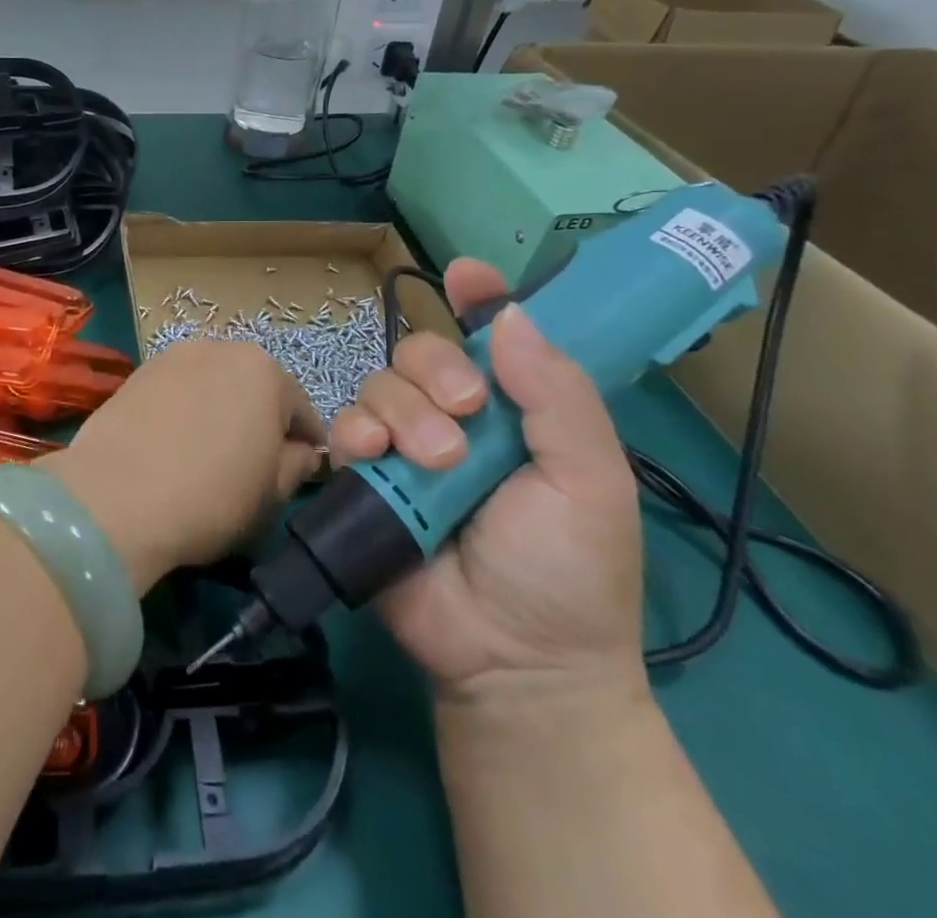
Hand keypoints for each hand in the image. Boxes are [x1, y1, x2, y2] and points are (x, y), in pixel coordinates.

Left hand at [44, 341, 325, 593]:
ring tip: (205, 455)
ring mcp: (172, 356)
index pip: (301, 410)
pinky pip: (175, 393)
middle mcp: (219, 347)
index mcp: (264, 370)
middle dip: (258, 421)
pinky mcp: (135, 373)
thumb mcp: (272, 493)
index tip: (299, 474)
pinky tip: (171, 446)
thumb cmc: (211, 495)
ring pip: (211, 386)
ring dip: (217, 411)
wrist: (115, 496)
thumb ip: (296, 465)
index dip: (305, 446)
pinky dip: (181, 412)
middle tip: (251, 466)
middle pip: (253, 388)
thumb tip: (301, 452)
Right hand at [331, 259, 644, 705]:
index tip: (466, 275)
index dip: (478, 299)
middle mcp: (455, 418)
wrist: (513, 660)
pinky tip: (375, 454)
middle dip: (436, 369)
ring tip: (434, 463)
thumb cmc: (568, 569)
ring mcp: (405, 445)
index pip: (491, 337)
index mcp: (515, 411)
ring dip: (403, 411)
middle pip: (420, 350)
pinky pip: (345, 427)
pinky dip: (356, 431)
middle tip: (466, 412)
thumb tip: (511, 315)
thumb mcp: (591, 482)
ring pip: (380, 383)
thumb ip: (558, 396)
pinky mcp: (365, 475)